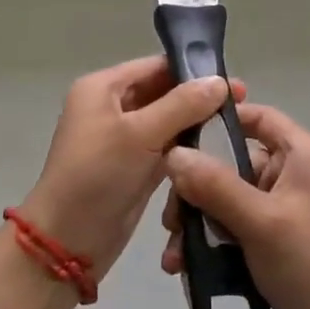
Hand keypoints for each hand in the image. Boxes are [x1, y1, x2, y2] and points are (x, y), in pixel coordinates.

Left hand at [22, 57, 246, 280]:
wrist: (67, 242)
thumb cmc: (98, 176)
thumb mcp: (140, 134)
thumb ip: (182, 105)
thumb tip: (220, 80)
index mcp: (102, 88)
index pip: (154, 66)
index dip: (192, 71)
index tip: (233, 83)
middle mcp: (111, 107)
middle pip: (162, 92)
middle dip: (198, 99)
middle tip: (242, 106)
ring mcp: (121, 139)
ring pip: (166, 121)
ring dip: (195, 124)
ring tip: (235, 127)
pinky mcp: (132, 167)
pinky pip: (164, 147)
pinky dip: (186, 148)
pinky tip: (216, 150)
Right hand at [159, 101, 309, 308]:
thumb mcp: (260, 222)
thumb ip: (214, 185)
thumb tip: (173, 153)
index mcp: (303, 154)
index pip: (257, 116)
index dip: (217, 122)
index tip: (178, 142)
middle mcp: (298, 173)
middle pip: (236, 163)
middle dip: (198, 190)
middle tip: (170, 221)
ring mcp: (292, 209)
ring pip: (233, 199)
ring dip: (202, 223)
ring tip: (176, 257)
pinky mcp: (285, 240)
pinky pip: (242, 227)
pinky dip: (218, 242)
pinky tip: (191, 268)